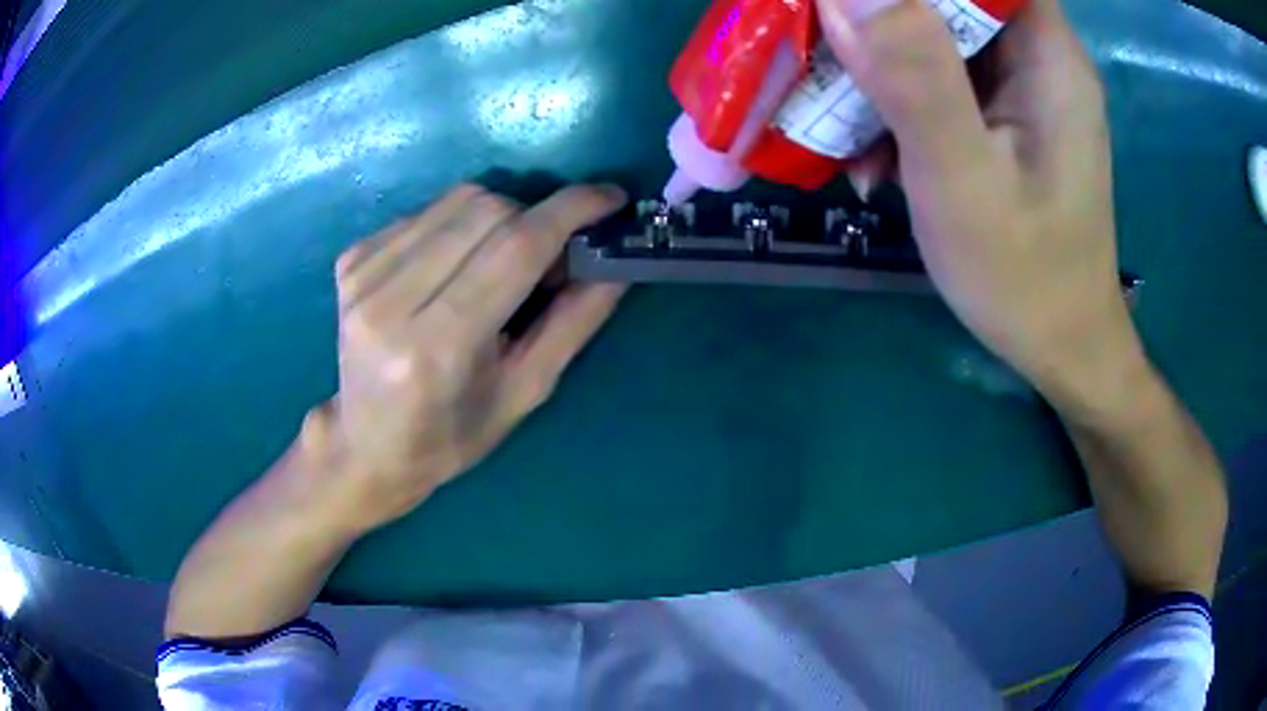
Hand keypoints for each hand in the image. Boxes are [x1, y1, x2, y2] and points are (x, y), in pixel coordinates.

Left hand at [309, 183, 626, 529]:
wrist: (366, 444)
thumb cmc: (451, 434)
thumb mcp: (525, 391)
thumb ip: (574, 321)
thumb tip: (616, 260)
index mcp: (437, 346)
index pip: (514, 248)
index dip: (570, 212)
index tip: (610, 198)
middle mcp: (390, 299)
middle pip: (487, 211)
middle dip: (537, 219)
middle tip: (551, 258)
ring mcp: (363, 273)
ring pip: (458, 200)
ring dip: (500, 217)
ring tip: (501, 263)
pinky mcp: (351, 258)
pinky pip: (427, 211)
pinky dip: (460, 225)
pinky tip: (456, 265)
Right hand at [820, 0, 1149, 414]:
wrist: (1061, 350)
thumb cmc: (1027, 278)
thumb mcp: (964, 179)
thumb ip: (915, 78)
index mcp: (1046, 53)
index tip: (853, 7)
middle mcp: (1037, 56)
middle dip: (876, 20)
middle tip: (820, 52)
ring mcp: (1019, 89)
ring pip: (934, 36)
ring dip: (878, 71)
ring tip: (840, 128)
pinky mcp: (1003, 119)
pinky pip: (938, 83)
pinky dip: (898, 110)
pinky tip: (875, 162)